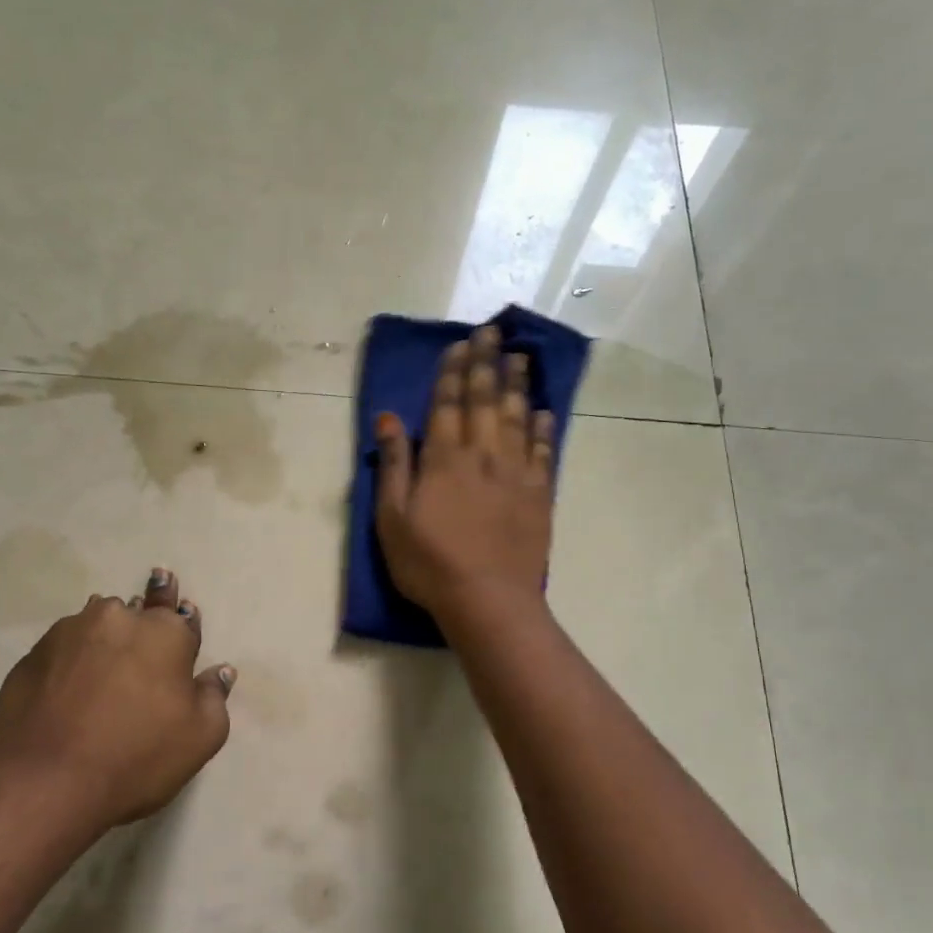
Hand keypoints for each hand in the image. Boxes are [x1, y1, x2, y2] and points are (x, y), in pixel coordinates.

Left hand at [0, 569, 234, 826]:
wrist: (42, 782)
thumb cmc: (135, 757)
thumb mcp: (200, 738)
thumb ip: (213, 697)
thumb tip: (219, 671)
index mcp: (167, 633)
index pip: (184, 617)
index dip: (185, 622)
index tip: (183, 614)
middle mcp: (120, 619)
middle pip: (139, 611)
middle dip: (145, 617)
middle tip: (144, 618)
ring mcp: (71, 632)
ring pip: (98, 624)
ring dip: (106, 637)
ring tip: (104, 656)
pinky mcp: (34, 654)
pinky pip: (64, 647)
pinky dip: (71, 659)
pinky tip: (70, 682)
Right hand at [375, 323, 556, 626]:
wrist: (488, 600)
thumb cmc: (430, 563)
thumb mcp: (392, 518)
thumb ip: (393, 465)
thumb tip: (387, 419)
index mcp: (444, 459)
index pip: (447, 403)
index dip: (453, 371)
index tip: (461, 344)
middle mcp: (482, 454)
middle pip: (484, 399)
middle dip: (486, 363)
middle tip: (492, 332)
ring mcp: (515, 472)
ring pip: (517, 417)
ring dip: (517, 384)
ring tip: (519, 356)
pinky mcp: (539, 493)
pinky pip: (543, 451)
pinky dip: (544, 428)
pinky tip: (544, 411)